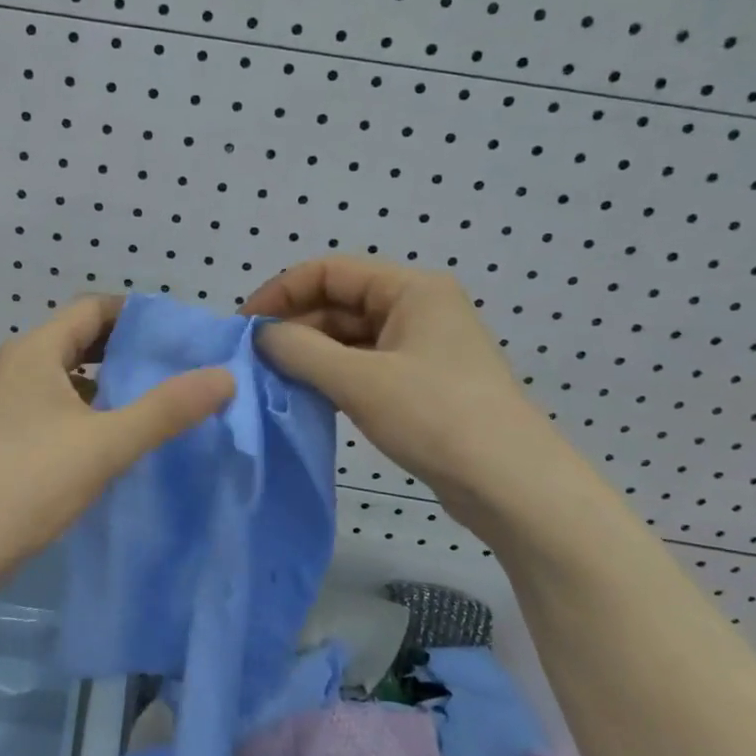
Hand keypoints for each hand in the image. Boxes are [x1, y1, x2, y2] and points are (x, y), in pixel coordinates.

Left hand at [0, 297, 234, 577]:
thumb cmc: (32, 482)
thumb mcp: (108, 444)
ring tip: (136, 402)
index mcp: (34, 351)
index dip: (133, 315)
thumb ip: (167, 409)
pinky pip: (37, 400)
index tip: (172, 336)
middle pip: (72, 338)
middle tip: (164, 369)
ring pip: (54, 373)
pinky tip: (92, 437)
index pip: (91, 309)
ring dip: (94, 380)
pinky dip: (70, 405)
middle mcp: (8, 364)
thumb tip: (224, 376)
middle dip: (118, 349)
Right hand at [241, 257, 567, 523]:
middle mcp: (418, 308)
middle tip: (255, 360)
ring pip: (350, 337)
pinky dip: (333, 376)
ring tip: (274, 379)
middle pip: (340, 302)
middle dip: (295, 326)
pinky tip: (308, 396)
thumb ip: (300, 350)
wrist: (510, 484)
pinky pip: (365, 366)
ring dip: (311, 353)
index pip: (329, 271)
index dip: (281, 292)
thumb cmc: (435, 416)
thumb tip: (262, 335)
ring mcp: (421, 347)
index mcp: (411, 289)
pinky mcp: (421, 383)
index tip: (245, 326)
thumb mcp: (358, 380)